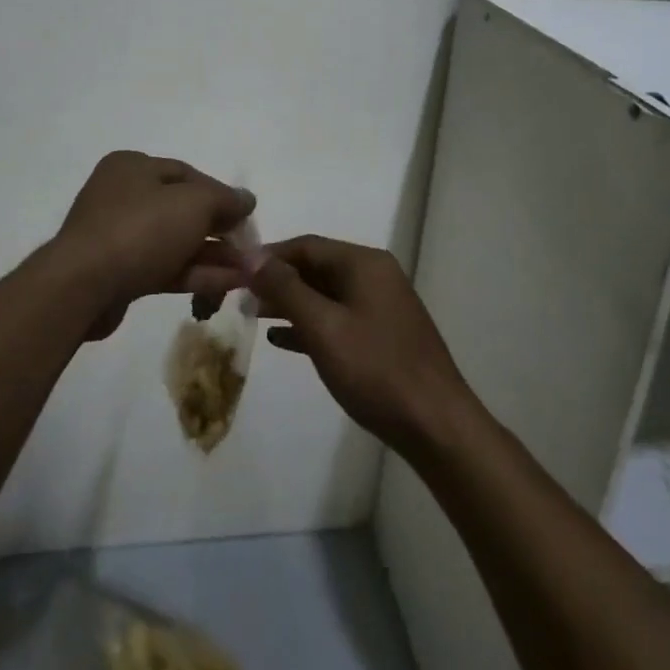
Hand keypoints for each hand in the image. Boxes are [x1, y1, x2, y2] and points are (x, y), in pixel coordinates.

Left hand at [52, 151, 254, 339]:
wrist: (83, 286)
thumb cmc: (140, 229)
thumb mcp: (193, 203)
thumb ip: (225, 199)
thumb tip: (247, 199)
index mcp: (132, 167)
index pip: (187, 174)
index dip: (221, 194)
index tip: (247, 215)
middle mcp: (122, 195)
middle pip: (182, 209)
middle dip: (219, 229)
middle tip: (249, 247)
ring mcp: (118, 236)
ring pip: (175, 241)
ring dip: (213, 254)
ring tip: (249, 271)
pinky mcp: (119, 272)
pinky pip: (165, 266)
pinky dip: (196, 273)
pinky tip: (230, 283)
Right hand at [245, 235, 475, 454]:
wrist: (434, 424)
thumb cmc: (375, 370)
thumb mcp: (323, 327)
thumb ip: (286, 289)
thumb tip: (253, 256)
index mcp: (364, 263)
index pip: (307, 245)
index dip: (269, 256)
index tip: (234, 271)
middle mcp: (374, 275)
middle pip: (316, 267)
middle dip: (278, 281)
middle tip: (239, 297)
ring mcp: (380, 305)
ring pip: (325, 294)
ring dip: (290, 303)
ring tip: (253, 316)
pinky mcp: (381, 333)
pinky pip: (337, 318)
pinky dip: (310, 324)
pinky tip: (282, 339)